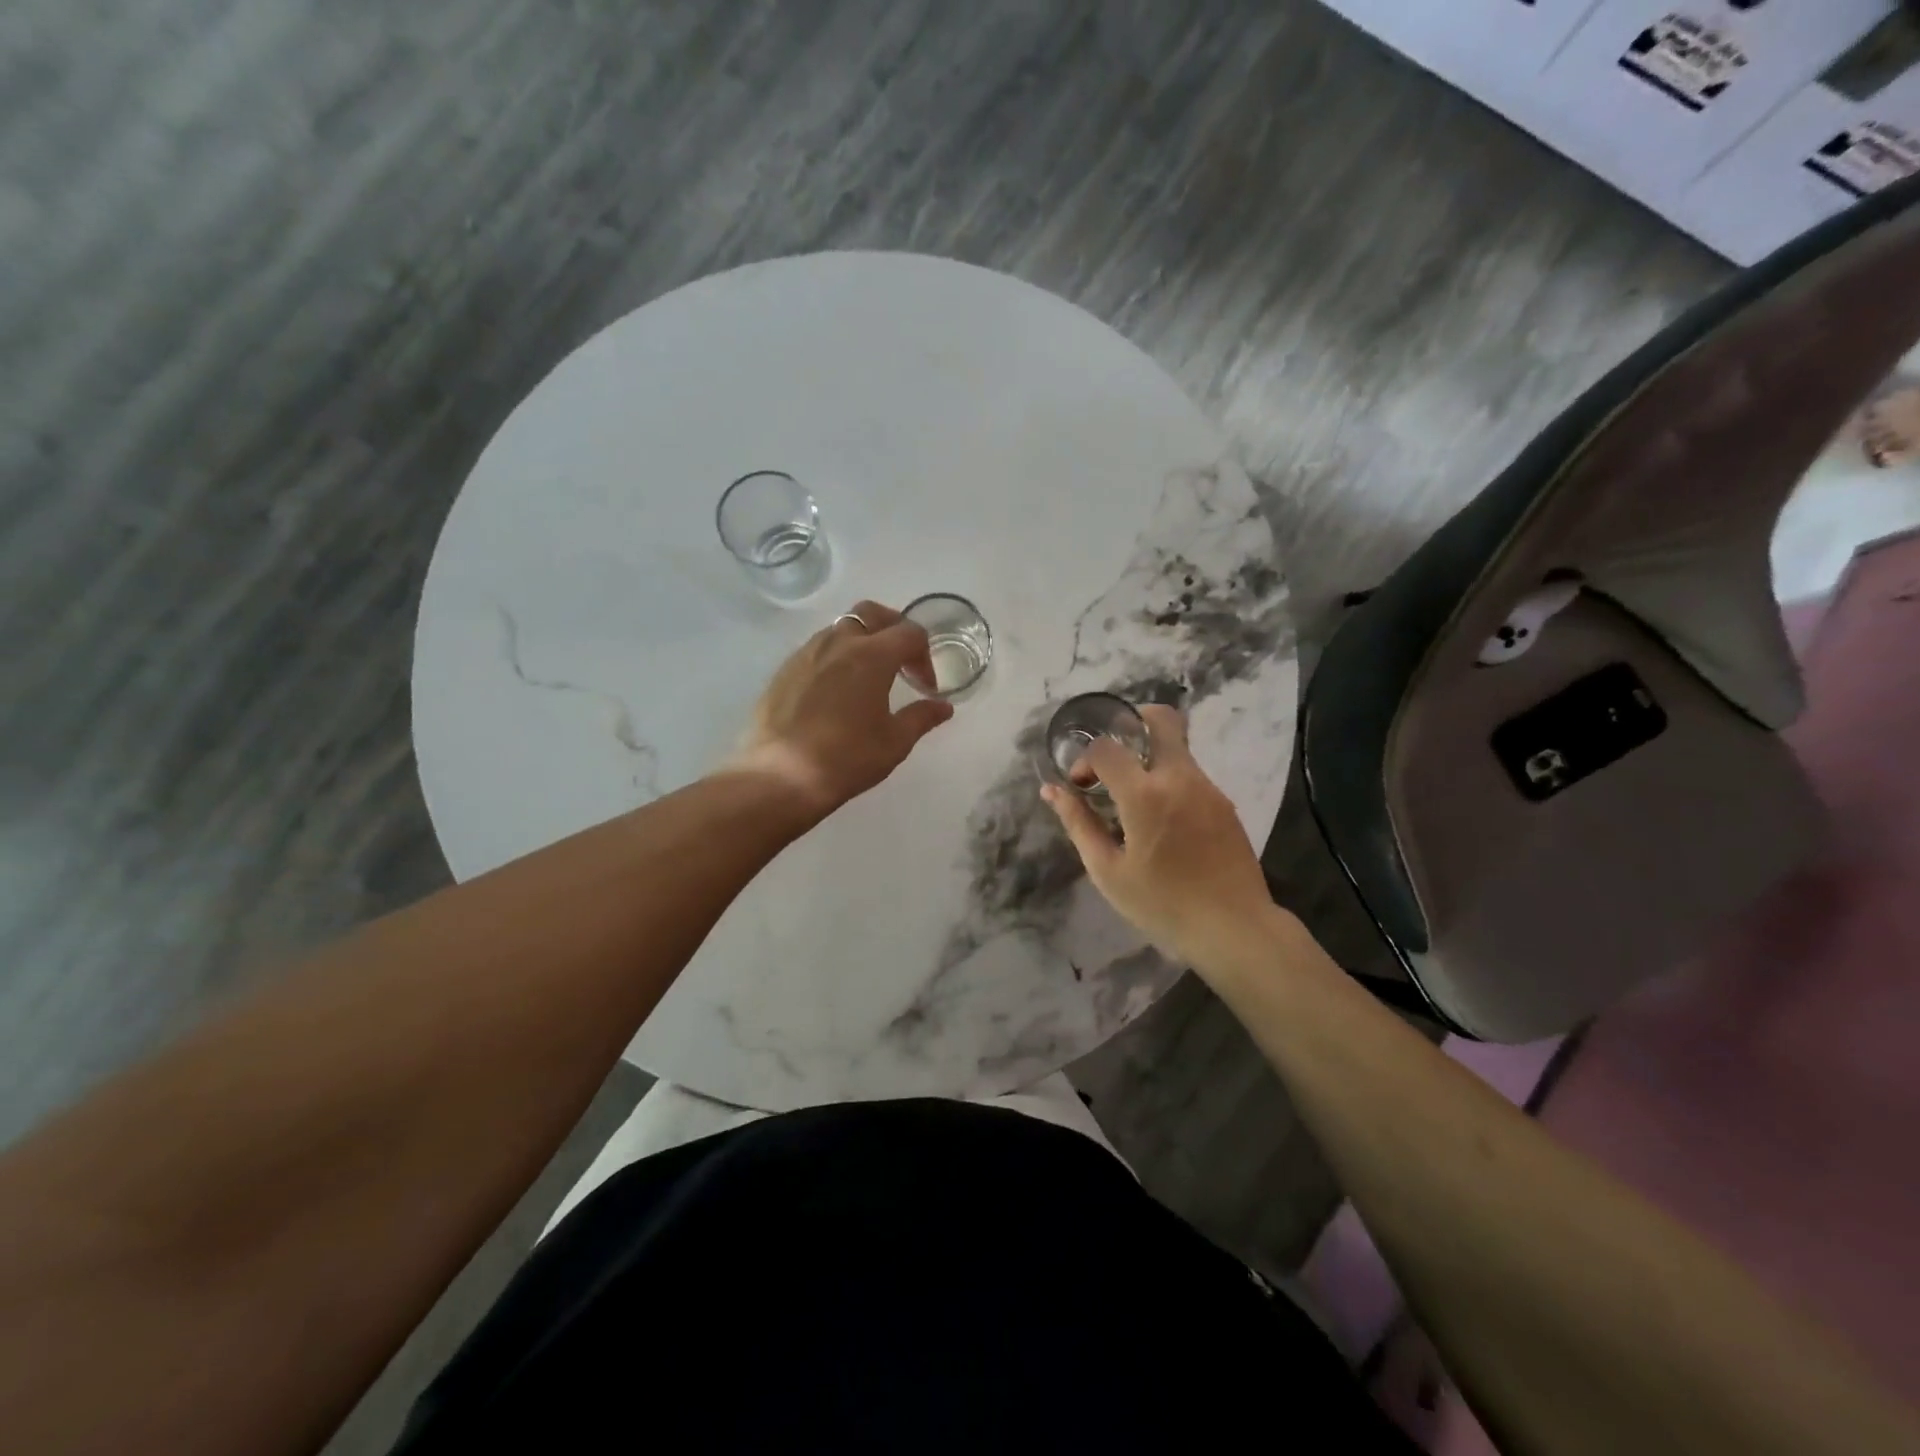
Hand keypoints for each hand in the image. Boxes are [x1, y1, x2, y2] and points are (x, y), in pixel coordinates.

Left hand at [728, 600, 954, 816]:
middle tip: (901, 660)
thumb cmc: (847, 758)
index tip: (925, 687)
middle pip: (872, 613)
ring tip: (868, 677)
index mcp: (872, 655)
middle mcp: (838, 643)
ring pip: (841, 629)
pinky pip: (817, 649)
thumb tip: (943, 707)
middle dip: (893, 628)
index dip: (925, 657)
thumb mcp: (894, 742)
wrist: (780, 777)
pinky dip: (835, 658)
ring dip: (862, 641)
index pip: (909, 634)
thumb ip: (921, 717)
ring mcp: (806, 653)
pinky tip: (836, 692)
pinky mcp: (784, 670)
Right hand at [1041, 705, 1276, 968]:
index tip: (1081, 786)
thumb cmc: (1163, 904)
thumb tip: (1051, 791)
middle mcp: (1180, 778)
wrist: (1234, 927)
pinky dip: (1169, 781)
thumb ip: (1078, 823)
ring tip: (1132, 798)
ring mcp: (1208, 787)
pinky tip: (1161, 820)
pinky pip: (1191, 775)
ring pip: (1176, 748)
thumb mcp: (1108, 870)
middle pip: (1161, 720)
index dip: (1085, 759)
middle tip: (1112, 757)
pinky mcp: (1224, 803)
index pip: (1106, 748)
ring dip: (1149, 759)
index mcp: (1145, 795)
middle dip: (1131, 724)